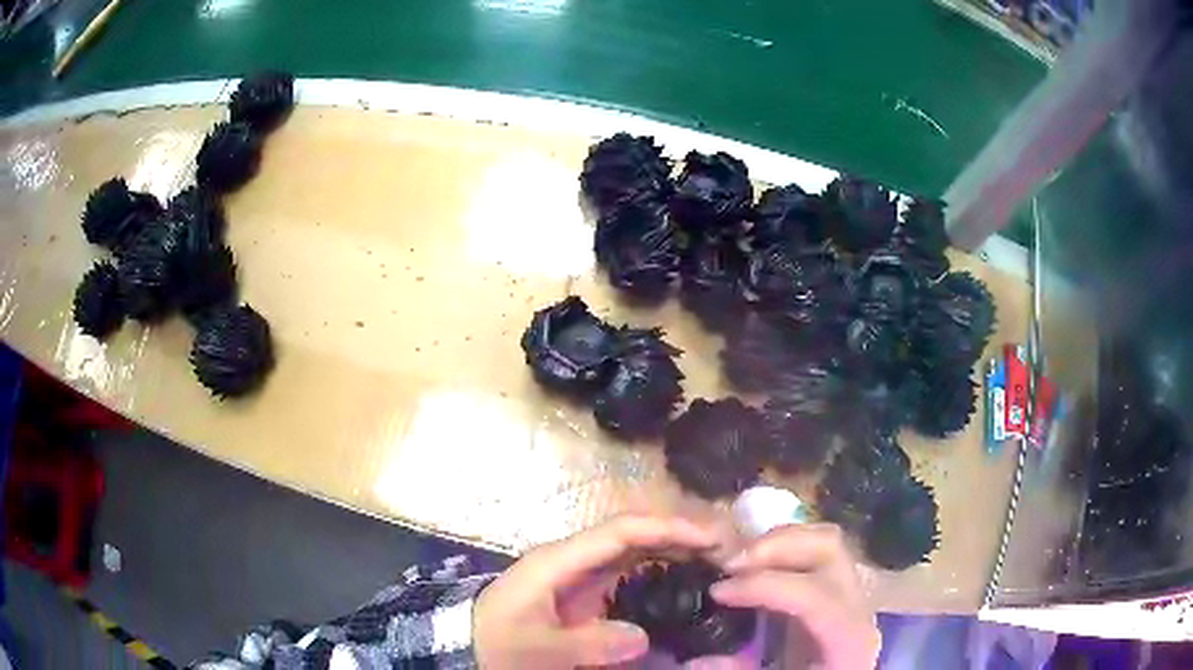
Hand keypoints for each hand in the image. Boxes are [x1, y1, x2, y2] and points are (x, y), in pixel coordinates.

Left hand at [473, 514, 719, 668]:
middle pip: (635, 535)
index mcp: (559, 560)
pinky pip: (629, 574)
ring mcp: (579, 575)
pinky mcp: (584, 593)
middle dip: (680, 536)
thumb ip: (586, 643)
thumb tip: (642, 636)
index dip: (668, 528)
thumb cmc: (495, 643)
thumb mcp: (536, 649)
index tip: (710, 537)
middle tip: (726, 550)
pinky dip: (660, 572)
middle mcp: (574, 558)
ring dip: (675, 551)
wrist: (467, 646)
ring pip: (635, 552)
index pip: (621, 531)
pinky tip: (683, 584)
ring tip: (715, 563)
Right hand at [709, 524, 879, 669]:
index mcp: (848, 636)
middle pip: (827, 548)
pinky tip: (750, 568)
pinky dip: (780, 549)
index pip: (815, 594)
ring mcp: (850, 591)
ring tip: (734, 562)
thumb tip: (697, 661)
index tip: (717, 592)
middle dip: (773, 547)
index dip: (764, 586)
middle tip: (726, 564)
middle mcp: (857, 604)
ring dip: (775, 542)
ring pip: (822, 540)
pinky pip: (814, 551)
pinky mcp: (835, 588)